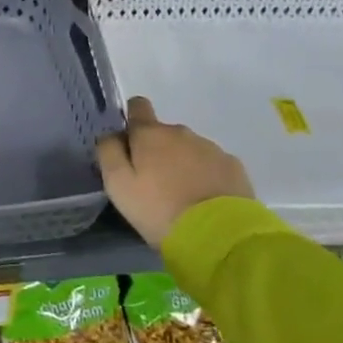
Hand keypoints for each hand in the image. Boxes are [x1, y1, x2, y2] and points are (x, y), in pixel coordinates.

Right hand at [96, 96, 254, 247]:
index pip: (138, 106)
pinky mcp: (234, 167)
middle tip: (155, 184)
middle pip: (164, 133)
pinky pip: (213, 164)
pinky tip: (207, 201)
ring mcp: (210, 148)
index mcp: (150, 134)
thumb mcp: (118, 185)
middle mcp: (180, 132)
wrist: (219, 236)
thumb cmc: (160, 210)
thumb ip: (109, 152)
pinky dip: (207, 176)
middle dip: (158, 151)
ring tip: (183, 197)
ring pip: (189, 149)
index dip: (133, 119)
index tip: (132, 143)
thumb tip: (111, 135)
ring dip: (183, 164)